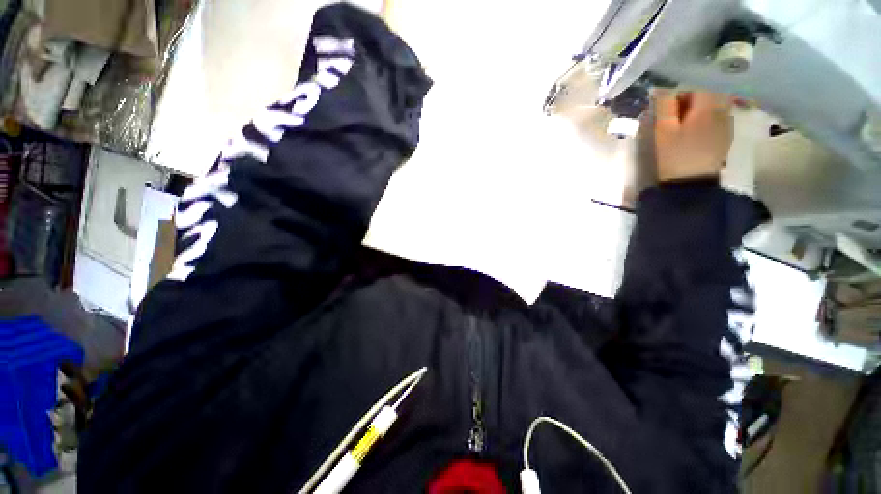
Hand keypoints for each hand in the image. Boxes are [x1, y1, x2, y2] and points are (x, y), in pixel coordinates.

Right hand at [654, 91, 732, 182]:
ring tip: (683, 123)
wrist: (691, 184)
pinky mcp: (726, 136)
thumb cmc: (674, 155)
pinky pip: (717, 117)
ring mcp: (727, 123)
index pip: (697, 84)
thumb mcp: (663, 130)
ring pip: (714, 105)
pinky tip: (694, 133)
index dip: (680, 92)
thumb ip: (663, 106)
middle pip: (709, 93)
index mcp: (707, 105)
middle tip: (674, 114)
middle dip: (691, 99)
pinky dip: (706, 119)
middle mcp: (723, 109)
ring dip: (699, 108)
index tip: (667, 105)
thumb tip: (660, 89)